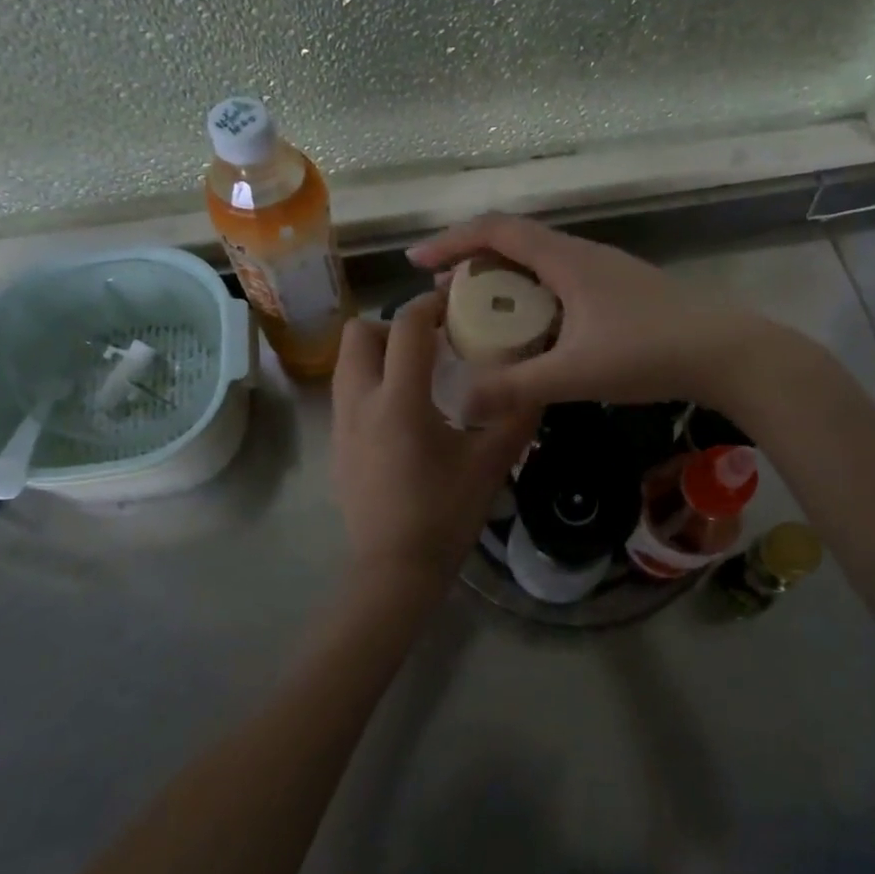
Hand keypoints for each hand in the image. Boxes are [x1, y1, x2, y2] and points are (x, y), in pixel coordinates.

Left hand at [331, 292, 535, 584]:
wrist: (394, 571)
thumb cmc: (444, 514)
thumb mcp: (490, 463)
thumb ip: (515, 416)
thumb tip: (538, 383)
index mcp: (398, 400)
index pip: (405, 326)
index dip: (430, 304)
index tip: (454, 302)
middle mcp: (359, 402)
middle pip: (359, 333)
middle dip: (393, 327)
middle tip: (430, 345)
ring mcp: (341, 425)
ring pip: (348, 363)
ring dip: (380, 355)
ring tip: (419, 377)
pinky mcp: (337, 447)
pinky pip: (348, 394)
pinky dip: (372, 385)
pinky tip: (404, 417)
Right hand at [408, 214, 772, 420]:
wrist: (725, 354)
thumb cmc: (648, 353)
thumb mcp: (574, 372)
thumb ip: (515, 386)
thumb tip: (459, 400)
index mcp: (565, 260)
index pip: (496, 231)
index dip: (451, 241)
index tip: (417, 262)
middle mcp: (582, 255)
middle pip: (515, 243)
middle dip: (473, 264)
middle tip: (446, 298)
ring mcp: (605, 272)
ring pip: (541, 265)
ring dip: (505, 283)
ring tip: (482, 316)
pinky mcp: (620, 292)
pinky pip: (561, 284)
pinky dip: (533, 299)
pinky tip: (535, 333)